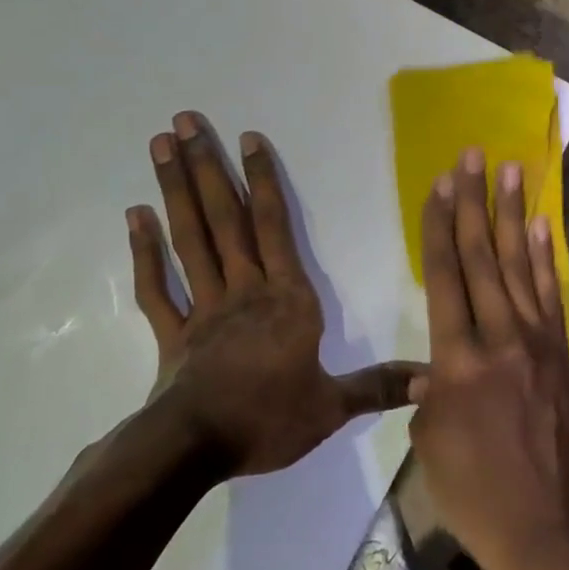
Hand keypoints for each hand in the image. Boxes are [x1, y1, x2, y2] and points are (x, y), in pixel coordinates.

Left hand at [127, 113, 420, 477]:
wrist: (195, 449)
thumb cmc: (267, 419)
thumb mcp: (332, 406)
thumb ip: (379, 386)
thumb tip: (433, 378)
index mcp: (286, 298)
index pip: (275, 227)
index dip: (262, 181)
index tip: (247, 138)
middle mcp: (243, 289)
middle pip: (224, 219)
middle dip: (206, 167)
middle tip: (183, 120)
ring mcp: (202, 308)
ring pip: (189, 240)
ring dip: (174, 191)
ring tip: (160, 146)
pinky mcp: (171, 333)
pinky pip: (157, 287)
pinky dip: (145, 252)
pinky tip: (135, 216)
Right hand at [408, 147, 568, 569]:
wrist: (548, 527)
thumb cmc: (475, 493)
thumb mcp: (429, 445)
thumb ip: (427, 395)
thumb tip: (429, 369)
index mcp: (457, 361)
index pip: (444, 277)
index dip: (441, 227)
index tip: (440, 185)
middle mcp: (499, 338)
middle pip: (483, 258)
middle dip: (475, 203)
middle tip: (473, 157)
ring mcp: (538, 343)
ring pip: (520, 266)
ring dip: (513, 215)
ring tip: (510, 172)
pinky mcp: (563, 353)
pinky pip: (552, 295)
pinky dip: (546, 258)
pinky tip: (541, 226)